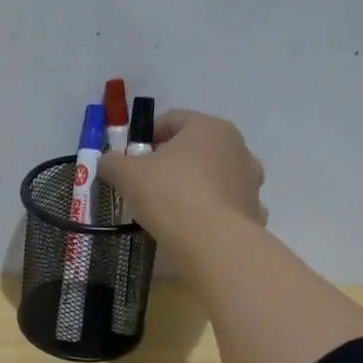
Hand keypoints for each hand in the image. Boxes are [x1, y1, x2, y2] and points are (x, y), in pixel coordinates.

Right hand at [98, 109, 266, 248]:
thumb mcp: (127, 174)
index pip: (173, 119)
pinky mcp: (254, 211)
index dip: (147, 135)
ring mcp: (250, 180)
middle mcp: (237, 147)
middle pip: (197, 147)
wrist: (212, 243)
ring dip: (195, 184)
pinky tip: (193, 226)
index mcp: (209, 127)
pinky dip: (211, 211)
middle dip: (172, 160)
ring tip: (170, 206)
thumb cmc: (169, 194)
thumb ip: (113, 162)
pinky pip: (226, 205)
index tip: (131, 157)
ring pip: (215, 175)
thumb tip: (108, 161)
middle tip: (147, 181)